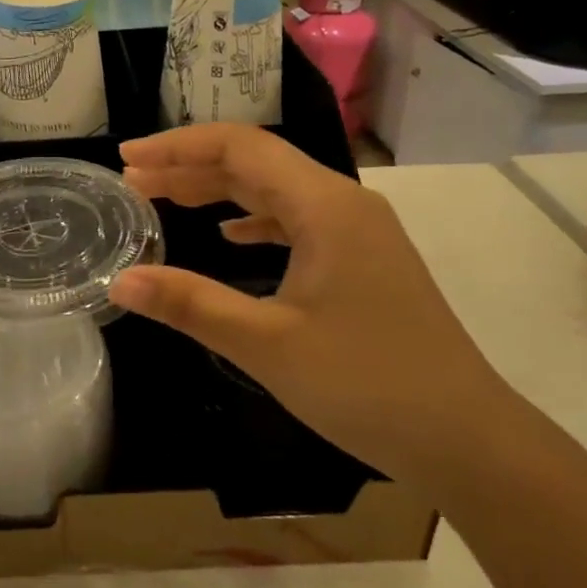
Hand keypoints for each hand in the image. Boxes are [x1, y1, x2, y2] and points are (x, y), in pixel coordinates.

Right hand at [108, 124, 533, 496]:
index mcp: (326, 206)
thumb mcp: (267, 344)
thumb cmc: (367, 385)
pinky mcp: (363, 261)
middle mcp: (345, 204)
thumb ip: (190, 304)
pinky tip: (228, 237)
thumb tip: (120, 281)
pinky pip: (296, 221)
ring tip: (165, 200)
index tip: (128, 158)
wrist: (466, 439)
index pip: (241, 147)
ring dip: (219, 192)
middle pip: (257, 163)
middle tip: (133, 182)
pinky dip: (253, 221)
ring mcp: (359, 232)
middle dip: (190, 168)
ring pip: (276, 192)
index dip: (178, 147)